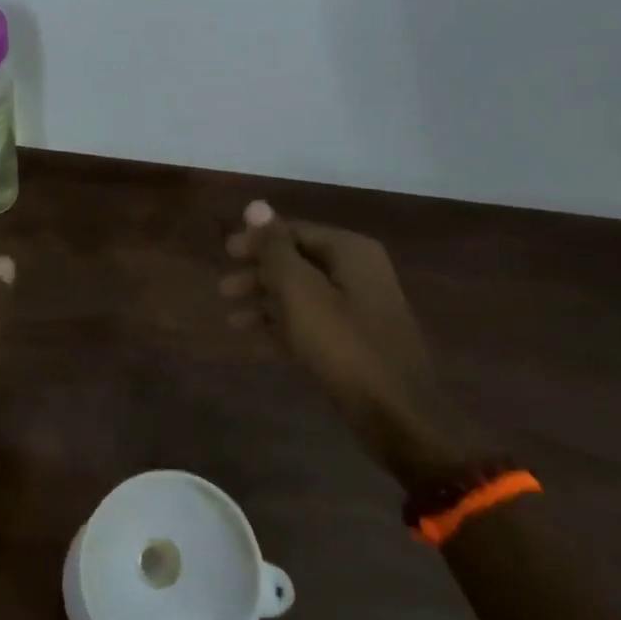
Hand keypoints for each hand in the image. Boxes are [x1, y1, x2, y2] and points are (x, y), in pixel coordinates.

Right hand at [221, 201, 456, 476]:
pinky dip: (284, 326)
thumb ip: (275, 248)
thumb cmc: (343, 345)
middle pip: (297, 262)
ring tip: (232, 321)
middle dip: (258, 274)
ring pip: (302, 294)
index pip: (295, 231)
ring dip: (266, 302)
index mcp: (351, 251)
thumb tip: (256, 204)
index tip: (225, 254)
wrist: (397, 414)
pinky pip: (312, 322)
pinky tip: (258, 339)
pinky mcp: (356, 341)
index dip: (257, 241)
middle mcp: (359, 272)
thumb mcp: (300, 291)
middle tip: (223, 290)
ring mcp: (360, 308)